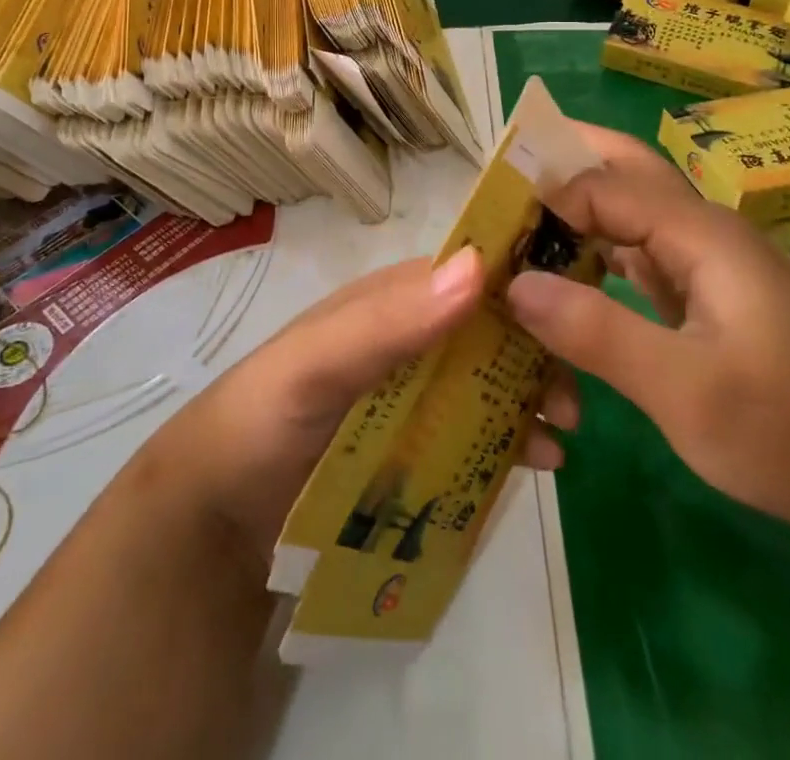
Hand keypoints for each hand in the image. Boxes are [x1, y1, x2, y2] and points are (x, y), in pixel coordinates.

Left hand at [150, 248, 579, 576]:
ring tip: (562, 431)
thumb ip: (387, 320)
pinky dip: (512, 440)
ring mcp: (414, 396)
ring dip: (531, 395)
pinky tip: (540, 462)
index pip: (466, 277)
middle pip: (488, 331)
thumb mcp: (316, 362)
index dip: (519, 286)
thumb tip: (477, 268)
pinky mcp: (415, 448)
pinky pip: (476, 433)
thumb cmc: (263, 419)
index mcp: (389, 304)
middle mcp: (409, 340)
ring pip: (489, 381)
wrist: (217, 521)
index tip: (573, 308)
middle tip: (571, 391)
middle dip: (536, 349)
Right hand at [505, 124, 789, 538]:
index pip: (603, 186)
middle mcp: (702, 231)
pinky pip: (637, 253)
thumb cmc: (785, 434)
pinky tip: (562, 273)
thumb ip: (597, 332)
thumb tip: (513, 284)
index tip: (486, 222)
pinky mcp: (703, 292)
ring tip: (514, 222)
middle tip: (499, 178)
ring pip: (628, 211)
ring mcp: (705, 261)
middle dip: (563, 163)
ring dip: (575, 208)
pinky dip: (595, 252)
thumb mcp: (684, 392)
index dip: (544, 196)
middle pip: (623, 171)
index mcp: (702, 234)